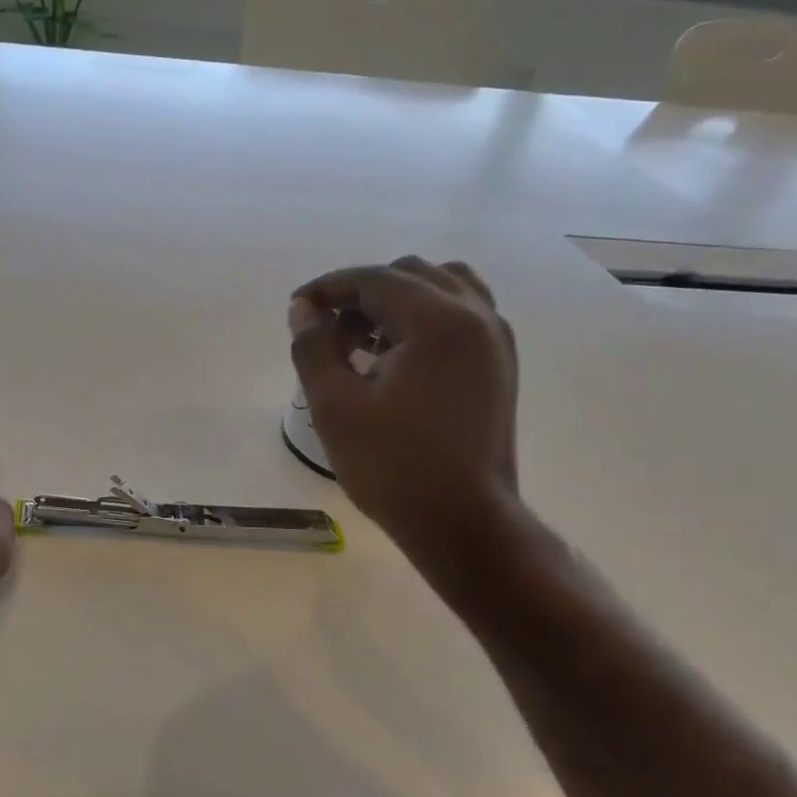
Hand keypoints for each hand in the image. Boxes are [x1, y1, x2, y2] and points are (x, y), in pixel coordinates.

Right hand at [289, 258, 519, 562]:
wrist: (462, 522)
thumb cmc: (393, 465)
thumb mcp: (335, 406)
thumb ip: (313, 347)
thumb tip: (303, 310)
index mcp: (438, 321)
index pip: (374, 279)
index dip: (328, 287)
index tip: (296, 309)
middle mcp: (476, 317)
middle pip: (409, 275)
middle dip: (361, 294)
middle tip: (328, 334)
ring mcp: (495, 340)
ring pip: (441, 289)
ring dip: (396, 302)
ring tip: (364, 343)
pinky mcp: (499, 365)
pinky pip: (461, 315)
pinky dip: (424, 318)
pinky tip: (396, 359)